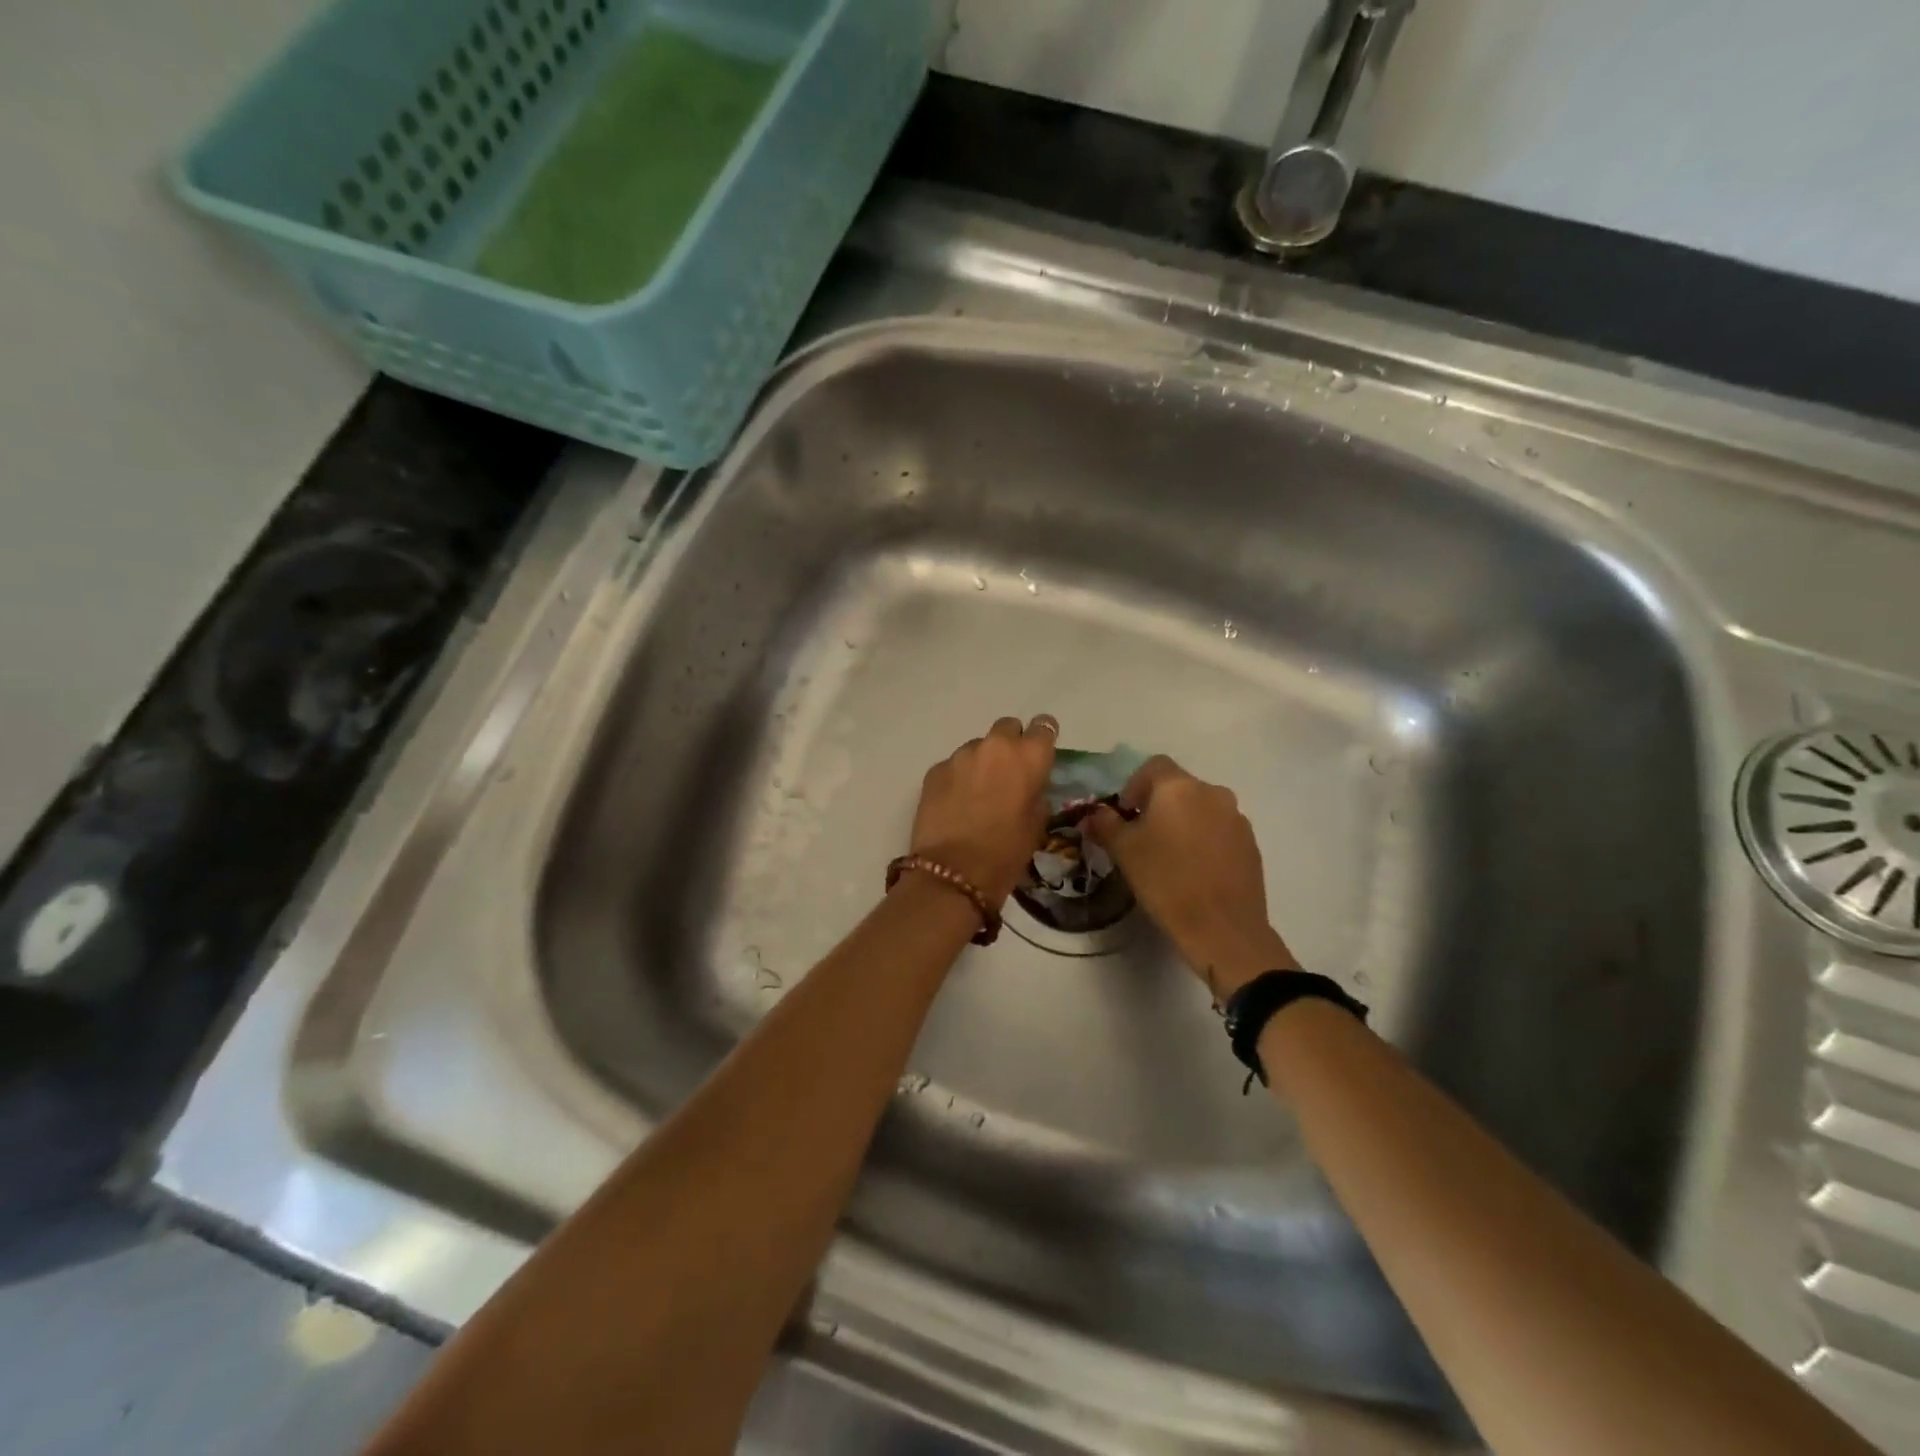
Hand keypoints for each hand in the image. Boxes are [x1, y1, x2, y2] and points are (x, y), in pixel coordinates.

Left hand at [911, 715, 1058, 906]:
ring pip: (978, 747)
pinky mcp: (935, 770)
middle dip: (1010, 744)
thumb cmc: (1006, 852)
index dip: (1042, 738)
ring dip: (982, 762)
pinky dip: (958, 778)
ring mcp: (961, 755)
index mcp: (1028, 755)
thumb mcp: (1037, 824)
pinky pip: (954, 765)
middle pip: (1007, 727)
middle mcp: (995, 745)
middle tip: (1008, 773)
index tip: (1039, 754)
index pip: (1044, 725)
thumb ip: (1036, 793)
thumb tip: (1029, 786)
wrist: (953, 872)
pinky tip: (956, 803)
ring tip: (978, 793)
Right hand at [1085, 756, 1298, 1001]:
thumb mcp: (1124, 851)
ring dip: (1183, 822)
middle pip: (1179, 786)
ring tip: (1169, 855)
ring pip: (1201, 809)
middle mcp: (1212, 792)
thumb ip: (1105, 824)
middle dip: (1158, 805)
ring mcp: (1236, 818)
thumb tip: (1094, 814)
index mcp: (1179, 787)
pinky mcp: (1251, 844)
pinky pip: (1220, 830)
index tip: (1125, 814)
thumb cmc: (1165, 881)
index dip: (1134, 785)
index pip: (1153, 766)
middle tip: (1142, 836)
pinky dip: (1204, 840)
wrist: (1222, 928)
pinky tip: (1194, 870)